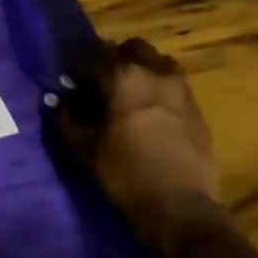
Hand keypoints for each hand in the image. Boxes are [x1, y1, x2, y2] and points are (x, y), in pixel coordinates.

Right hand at [61, 38, 219, 221]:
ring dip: (143, 71)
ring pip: (159, 64)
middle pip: (134, 49)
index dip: (81, 68)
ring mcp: (182, 90)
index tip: (73, 83)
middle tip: (104, 83)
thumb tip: (59, 102)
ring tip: (131, 96)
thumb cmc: (125, 173)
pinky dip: (160, 91)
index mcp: (124, 77)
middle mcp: (156, 73)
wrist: (180, 208)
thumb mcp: (86, 147)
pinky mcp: (198, 110)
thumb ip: (68, 119)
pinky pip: (175, 87)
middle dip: (116, 60)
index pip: (95, 56)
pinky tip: (152, 115)